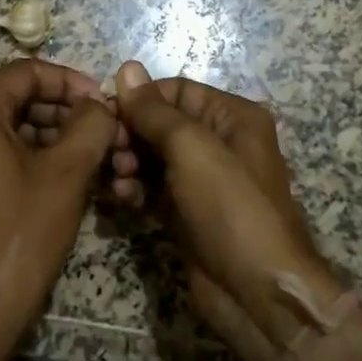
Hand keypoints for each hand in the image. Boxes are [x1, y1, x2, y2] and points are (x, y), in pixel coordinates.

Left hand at [0, 60, 117, 345]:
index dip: (70, 82)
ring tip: (97, 157)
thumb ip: (91, 124)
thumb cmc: (22, 230)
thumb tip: (100, 104)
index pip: (27, 72)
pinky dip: (35, 158)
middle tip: (105, 131)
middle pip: (18, 99)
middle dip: (66, 112)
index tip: (103, 102)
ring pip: (12, 129)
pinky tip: (72, 177)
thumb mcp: (67, 171)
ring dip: (55, 137)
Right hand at [111, 61, 340, 360]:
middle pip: (161, 124)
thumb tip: (126, 68)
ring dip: (128, 163)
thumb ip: (154, 110)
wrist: (256, 292)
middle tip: (109, 151)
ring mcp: (202, 181)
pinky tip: (122, 199)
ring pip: (152, 157)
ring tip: (118, 179)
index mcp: (232, 117)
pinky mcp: (186, 213)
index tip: (104, 112)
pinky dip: (135, 190)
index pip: (176, 91)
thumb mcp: (192, 148)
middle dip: (131, 134)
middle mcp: (219, 143)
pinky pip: (152, 189)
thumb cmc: (230, 206)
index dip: (139, 99)